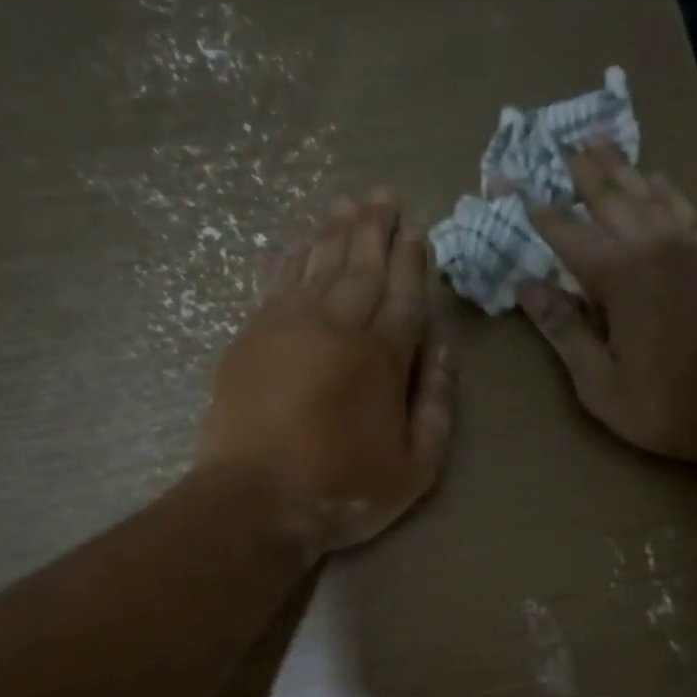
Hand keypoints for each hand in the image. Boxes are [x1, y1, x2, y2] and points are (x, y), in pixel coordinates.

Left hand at [200, 191, 452, 559]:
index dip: (412, 261)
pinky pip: (278, 280)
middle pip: (361, 267)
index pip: (403, 295)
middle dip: (375, 229)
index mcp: (382, 360)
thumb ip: (436, 405)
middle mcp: (337, 328)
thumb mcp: (416, 468)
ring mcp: (288, 326)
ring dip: (336, 230)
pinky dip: (294, 255)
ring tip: (350, 203)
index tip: (417, 231)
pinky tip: (304, 240)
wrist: (255, 500)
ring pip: (318, 264)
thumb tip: (443, 349)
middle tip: (384, 196)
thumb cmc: (344, 490)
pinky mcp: (252, 335)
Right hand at [518, 147, 696, 469]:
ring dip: (623, 169)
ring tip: (602, 145)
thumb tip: (527, 289)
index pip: (569, 235)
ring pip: (650, 195)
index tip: (520, 191)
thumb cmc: (666, 404)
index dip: (543, 214)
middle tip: (564, 148)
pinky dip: (666, 190)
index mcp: (619, 278)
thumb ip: (565, 332)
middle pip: (612, 199)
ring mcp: (691, 247)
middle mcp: (654, 248)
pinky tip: (659, 180)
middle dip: (585, 174)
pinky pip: (685, 209)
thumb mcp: (600, 384)